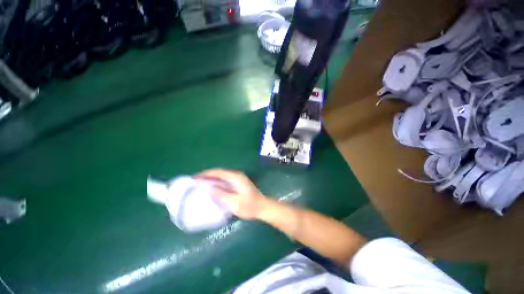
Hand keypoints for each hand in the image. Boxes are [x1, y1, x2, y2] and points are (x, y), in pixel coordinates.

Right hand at [194, 169, 267, 219]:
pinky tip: (212, 186)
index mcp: (235, 177)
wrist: (262, 207)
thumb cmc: (249, 206)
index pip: (218, 172)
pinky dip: (217, 181)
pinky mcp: (238, 183)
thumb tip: (210, 188)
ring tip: (200, 183)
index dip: (206, 174)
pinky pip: (225, 180)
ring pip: (222, 176)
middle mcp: (236, 175)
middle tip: (195, 180)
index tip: (195, 177)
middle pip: (219, 172)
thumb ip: (222, 194)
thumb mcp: (234, 203)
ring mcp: (238, 178)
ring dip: (211, 178)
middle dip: (207, 175)